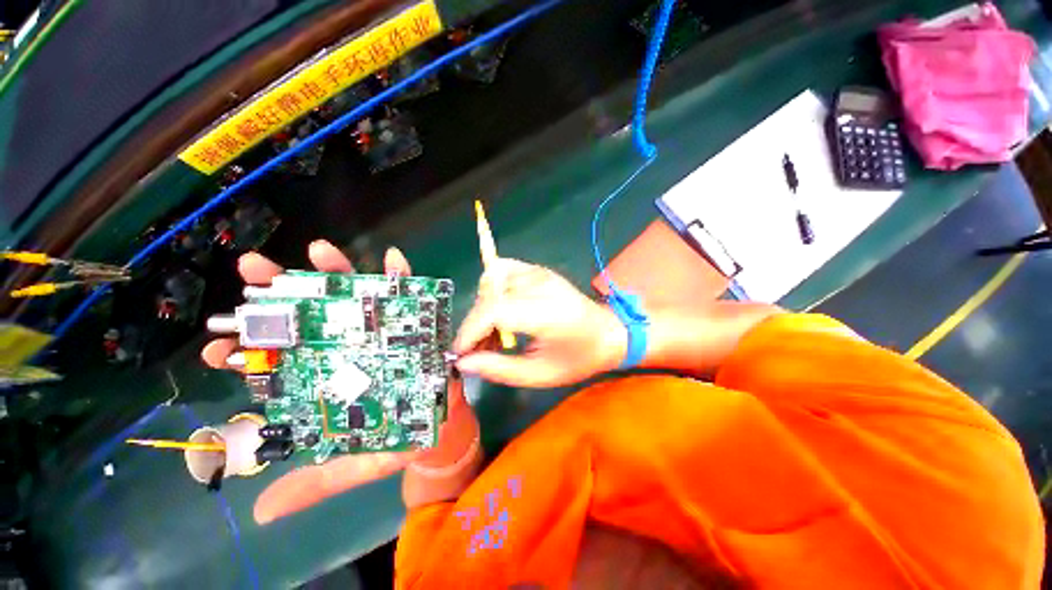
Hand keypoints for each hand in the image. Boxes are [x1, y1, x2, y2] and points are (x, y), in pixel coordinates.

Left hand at [201, 240, 477, 523]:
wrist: (442, 430)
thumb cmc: (399, 442)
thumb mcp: (354, 466)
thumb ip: (314, 482)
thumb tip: (260, 511)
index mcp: (331, 379)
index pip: (282, 362)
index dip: (250, 354)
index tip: (222, 348)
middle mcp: (351, 349)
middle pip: (314, 316)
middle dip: (282, 291)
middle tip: (254, 270)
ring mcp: (384, 333)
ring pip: (358, 298)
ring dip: (339, 273)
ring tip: (319, 250)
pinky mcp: (416, 325)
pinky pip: (410, 297)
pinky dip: (404, 277)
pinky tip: (395, 259)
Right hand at [454, 258, 626, 387]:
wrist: (608, 332)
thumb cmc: (579, 358)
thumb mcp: (541, 374)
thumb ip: (499, 369)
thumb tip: (464, 362)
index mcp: (547, 313)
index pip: (495, 310)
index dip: (470, 330)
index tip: (460, 353)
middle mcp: (541, 285)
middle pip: (489, 295)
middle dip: (474, 324)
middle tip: (477, 349)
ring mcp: (539, 272)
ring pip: (491, 280)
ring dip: (482, 307)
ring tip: (492, 332)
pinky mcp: (537, 269)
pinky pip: (501, 269)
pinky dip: (492, 289)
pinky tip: (501, 309)